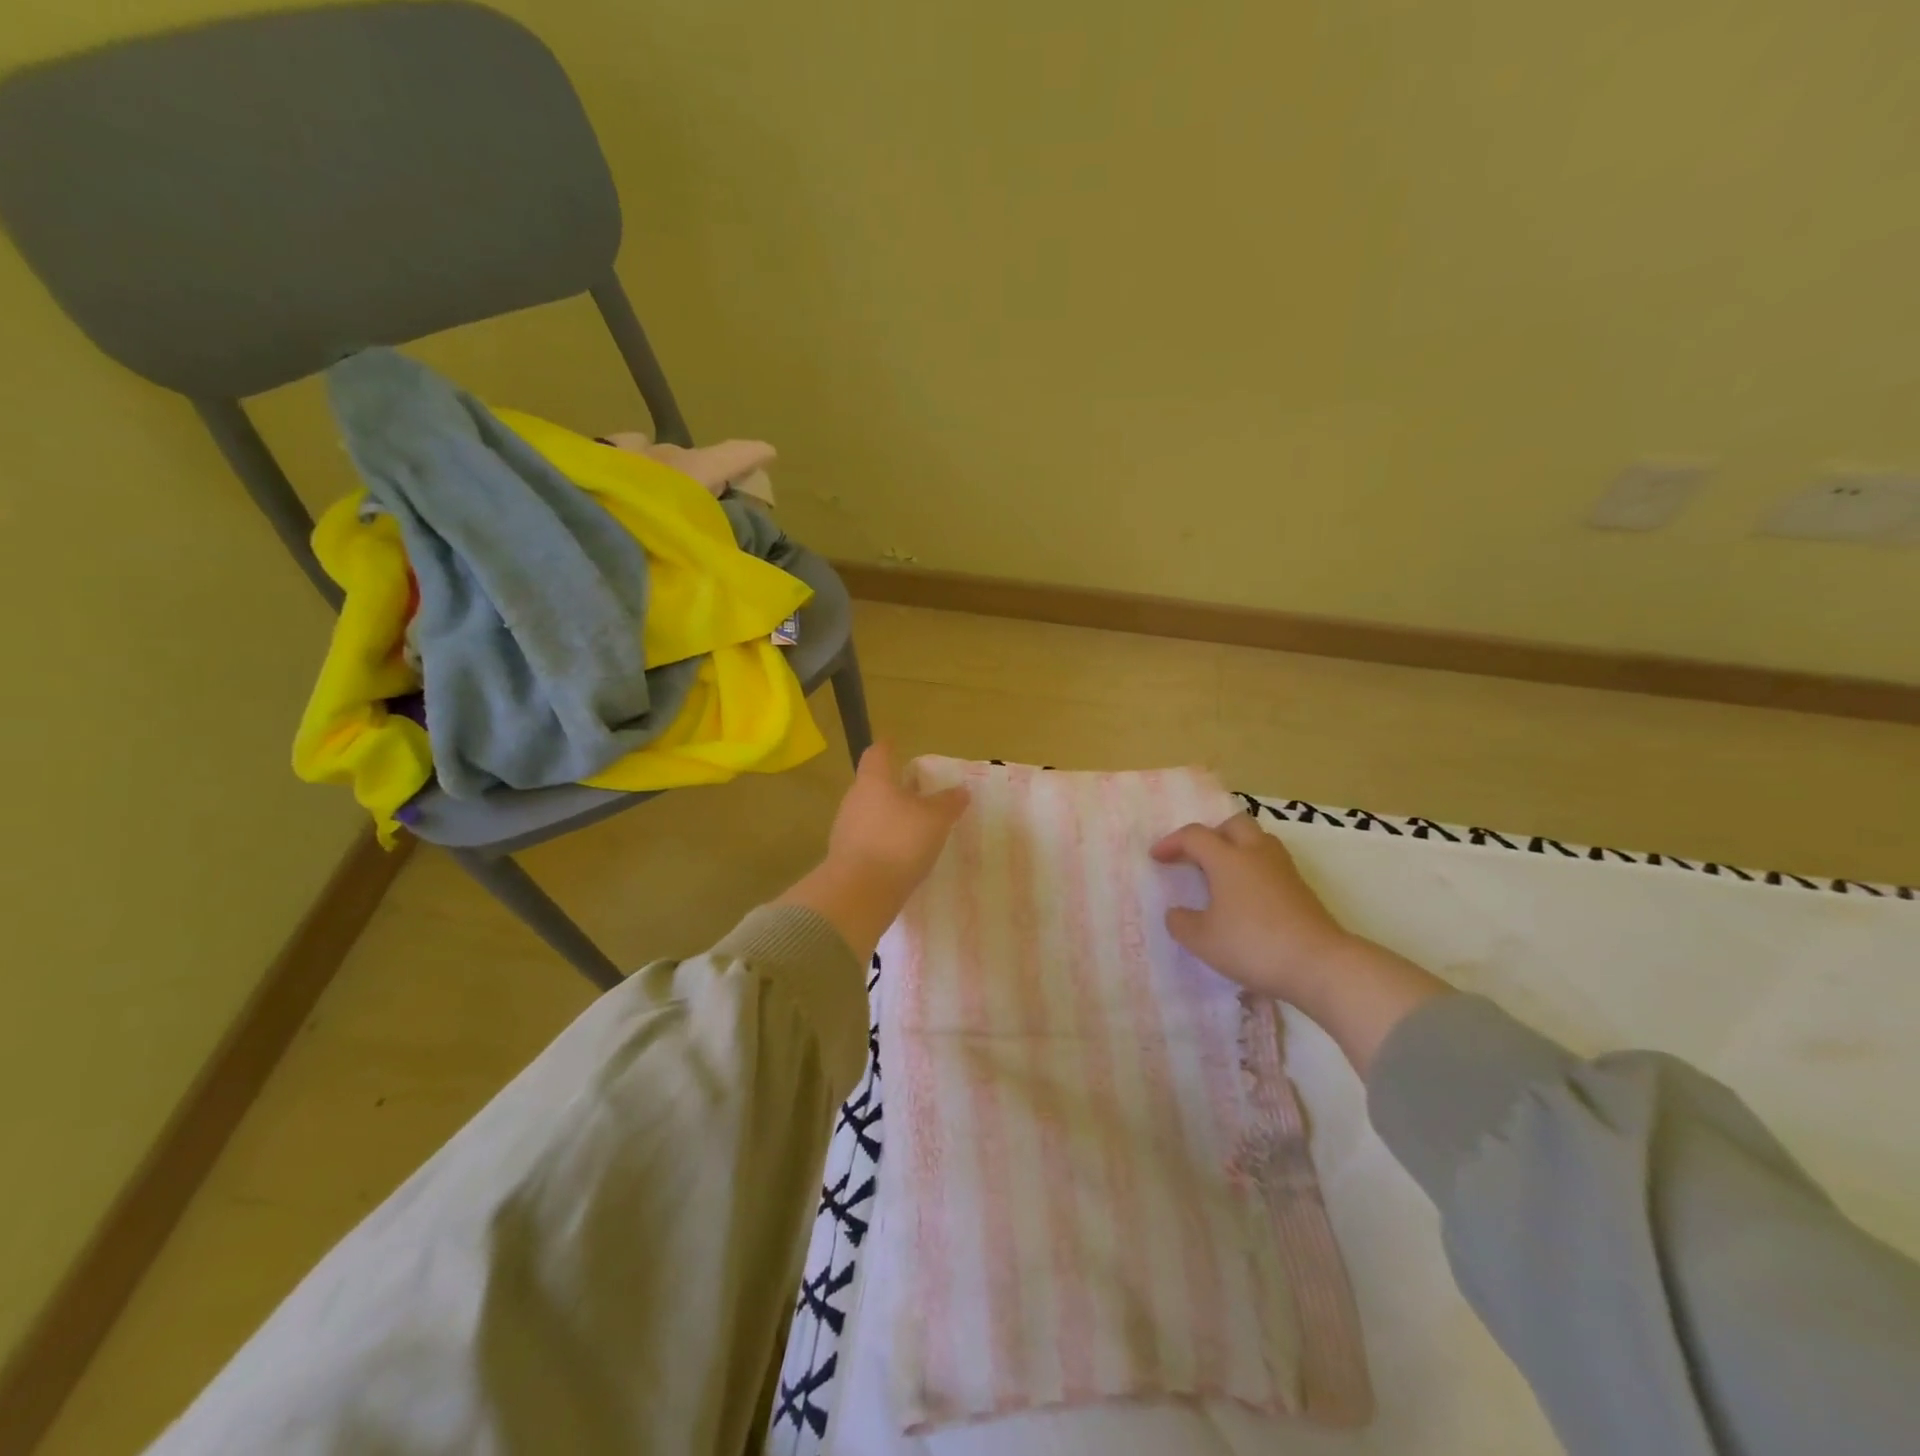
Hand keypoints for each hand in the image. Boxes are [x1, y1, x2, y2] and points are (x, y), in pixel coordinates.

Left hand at [826, 743, 969, 897]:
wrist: (859, 892)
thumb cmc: (899, 842)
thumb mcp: (935, 820)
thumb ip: (948, 803)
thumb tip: (960, 790)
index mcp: (874, 780)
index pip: (878, 753)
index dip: (888, 746)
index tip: (895, 743)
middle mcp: (855, 799)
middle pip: (873, 784)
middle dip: (894, 786)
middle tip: (917, 791)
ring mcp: (846, 828)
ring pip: (870, 812)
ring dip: (889, 815)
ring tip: (914, 825)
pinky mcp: (846, 856)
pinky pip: (868, 839)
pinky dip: (884, 840)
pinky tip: (901, 854)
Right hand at [1151, 812, 1448, 1074]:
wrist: (1319, 964)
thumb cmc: (1253, 945)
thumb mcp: (1203, 940)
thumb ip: (1181, 923)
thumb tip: (1178, 913)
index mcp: (1227, 859)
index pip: (1195, 836)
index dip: (1172, 843)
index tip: (1157, 858)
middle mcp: (1256, 854)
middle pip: (1233, 825)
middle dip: (1211, 834)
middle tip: (1197, 857)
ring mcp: (1283, 870)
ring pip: (1258, 840)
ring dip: (1237, 848)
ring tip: (1223, 875)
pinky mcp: (1301, 889)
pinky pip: (1271, 864)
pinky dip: (1254, 869)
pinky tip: (1247, 897)